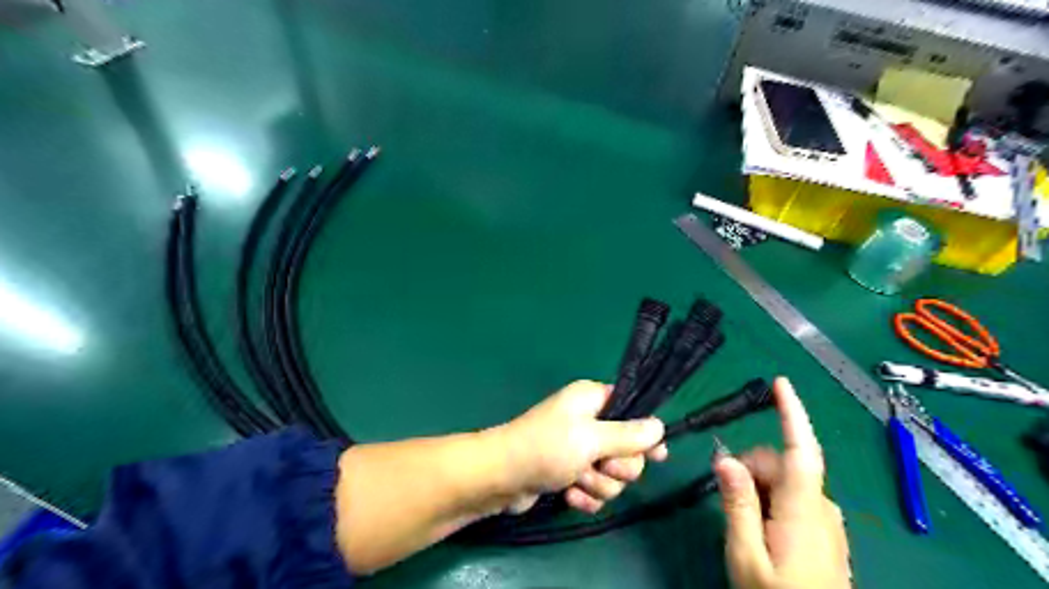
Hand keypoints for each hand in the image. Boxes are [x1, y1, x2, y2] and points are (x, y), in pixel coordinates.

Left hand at [494, 382, 666, 515]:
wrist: (502, 478)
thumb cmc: (547, 448)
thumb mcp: (591, 438)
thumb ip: (629, 435)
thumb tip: (659, 426)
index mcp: (592, 400)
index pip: (633, 411)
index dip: (645, 434)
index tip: (657, 455)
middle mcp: (588, 421)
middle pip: (627, 449)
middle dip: (617, 466)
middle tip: (600, 467)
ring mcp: (578, 450)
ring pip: (612, 474)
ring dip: (598, 484)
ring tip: (577, 481)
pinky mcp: (569, 474)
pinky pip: (594, 489)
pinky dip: (585, 496)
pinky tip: (569, 496)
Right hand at [712, 380, 850, 585]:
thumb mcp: (746, 555)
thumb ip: (737, 504)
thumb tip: (724, 459)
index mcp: (804, 510)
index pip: (801, 450)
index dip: (792, 413)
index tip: (780, 383)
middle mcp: (821, 506)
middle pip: (781, 462)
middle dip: (750, 467)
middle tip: (727, 496)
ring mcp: (826, 519)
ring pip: (785, 480)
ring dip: (758, 486)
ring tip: (743, 520)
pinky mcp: (824, 530)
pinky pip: (793, 498)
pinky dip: (770, 499)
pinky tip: (759, 526)